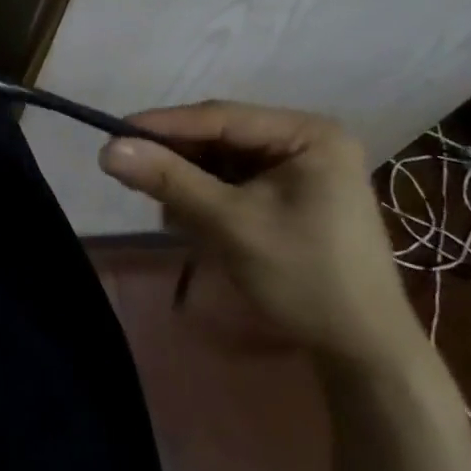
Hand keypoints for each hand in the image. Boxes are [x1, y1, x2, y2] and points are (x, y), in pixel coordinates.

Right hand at [99, 102, 427, 373]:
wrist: (364, 353)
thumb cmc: (305, 278)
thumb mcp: (230, 224)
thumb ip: (170, 180)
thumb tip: (106, 149)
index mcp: (307, 133)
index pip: (220, 117)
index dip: (163, 125)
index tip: (112, 134)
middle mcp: (306, 140)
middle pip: (220, 137)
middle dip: (179, 163)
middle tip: (132, 177)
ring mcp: (301, 169)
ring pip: (223, 162)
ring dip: (192, 186)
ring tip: (175, 218)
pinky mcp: (293, 195)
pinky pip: (235, 183)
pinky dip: (210, 201)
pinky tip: (198, 227)